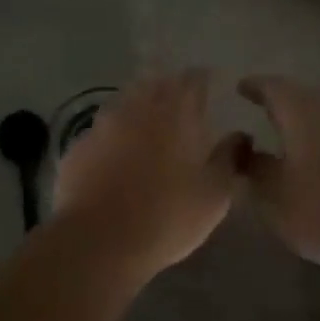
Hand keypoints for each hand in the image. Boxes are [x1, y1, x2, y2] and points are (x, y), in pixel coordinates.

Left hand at [51, 70, 248, 277]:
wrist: (98, 240)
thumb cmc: (167, 216)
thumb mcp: (214, 194)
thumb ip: (230, 159)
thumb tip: (240, 136)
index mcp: (176, 113)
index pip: (192, 79)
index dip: (202, 80)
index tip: (210, 86)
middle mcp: (138, 107)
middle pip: (155, 83)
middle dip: (169, 89)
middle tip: (180, 106)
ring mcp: (103, 124)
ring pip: (125, 102)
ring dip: (139, 108)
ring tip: (148, 129)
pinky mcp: (79, 146)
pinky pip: (101, 131)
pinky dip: (113, 136)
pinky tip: (116, 156)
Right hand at [238, 75, 319, 274]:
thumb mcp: (273, 197)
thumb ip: (253, 168)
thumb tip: (243, 149)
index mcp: (305, 112)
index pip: (274, 87)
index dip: (255, 87)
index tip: (242, 88)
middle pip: (304, 97)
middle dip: (283, 104)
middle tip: (265, 112)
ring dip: (309, 124)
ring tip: (292, 140)